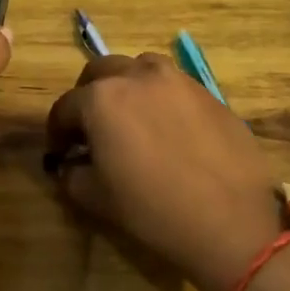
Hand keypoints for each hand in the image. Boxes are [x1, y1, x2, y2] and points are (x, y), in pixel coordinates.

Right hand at [46, 53, 281, 290]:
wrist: (232, 222)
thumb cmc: (154, 210)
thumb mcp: (97, 198)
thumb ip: (72, 174)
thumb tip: (71, 164)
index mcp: (101, 98)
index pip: (65, 107)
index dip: (56, 131)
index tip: (59, 152)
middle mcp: (137, 76)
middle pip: (100, 72)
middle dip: (87, 96)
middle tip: (90, 128)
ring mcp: (178, 80)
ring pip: (140, 68)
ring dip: (126, 86)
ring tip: (130, 118)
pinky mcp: (209, 92)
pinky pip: (173, 86)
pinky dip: (159, 98)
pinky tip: (168, 130)